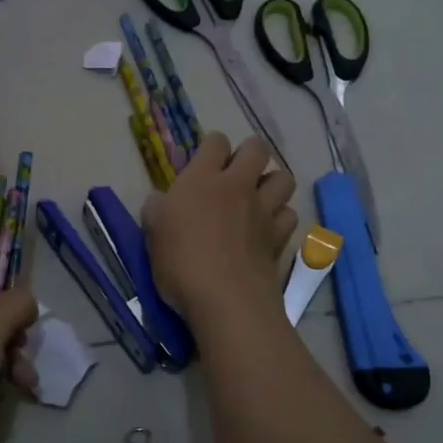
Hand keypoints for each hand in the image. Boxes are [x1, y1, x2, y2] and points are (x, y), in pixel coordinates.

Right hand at [142, 132, 297, 319]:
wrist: (225, 300)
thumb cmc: (180, 263)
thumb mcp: (153, 233)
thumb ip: (157, 209)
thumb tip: (162, 200)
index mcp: (202, 179)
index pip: (216, 142)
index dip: (212, 147)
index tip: (204, 164)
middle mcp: (237, 186)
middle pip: (256, 149)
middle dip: (249, 154)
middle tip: (235, 175)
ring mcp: (263, 210)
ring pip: (283, 178)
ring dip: (272, 183)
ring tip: (258, 199)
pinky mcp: (280, 236)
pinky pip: (289, 214)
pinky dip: (281, 218)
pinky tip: (268, 229)